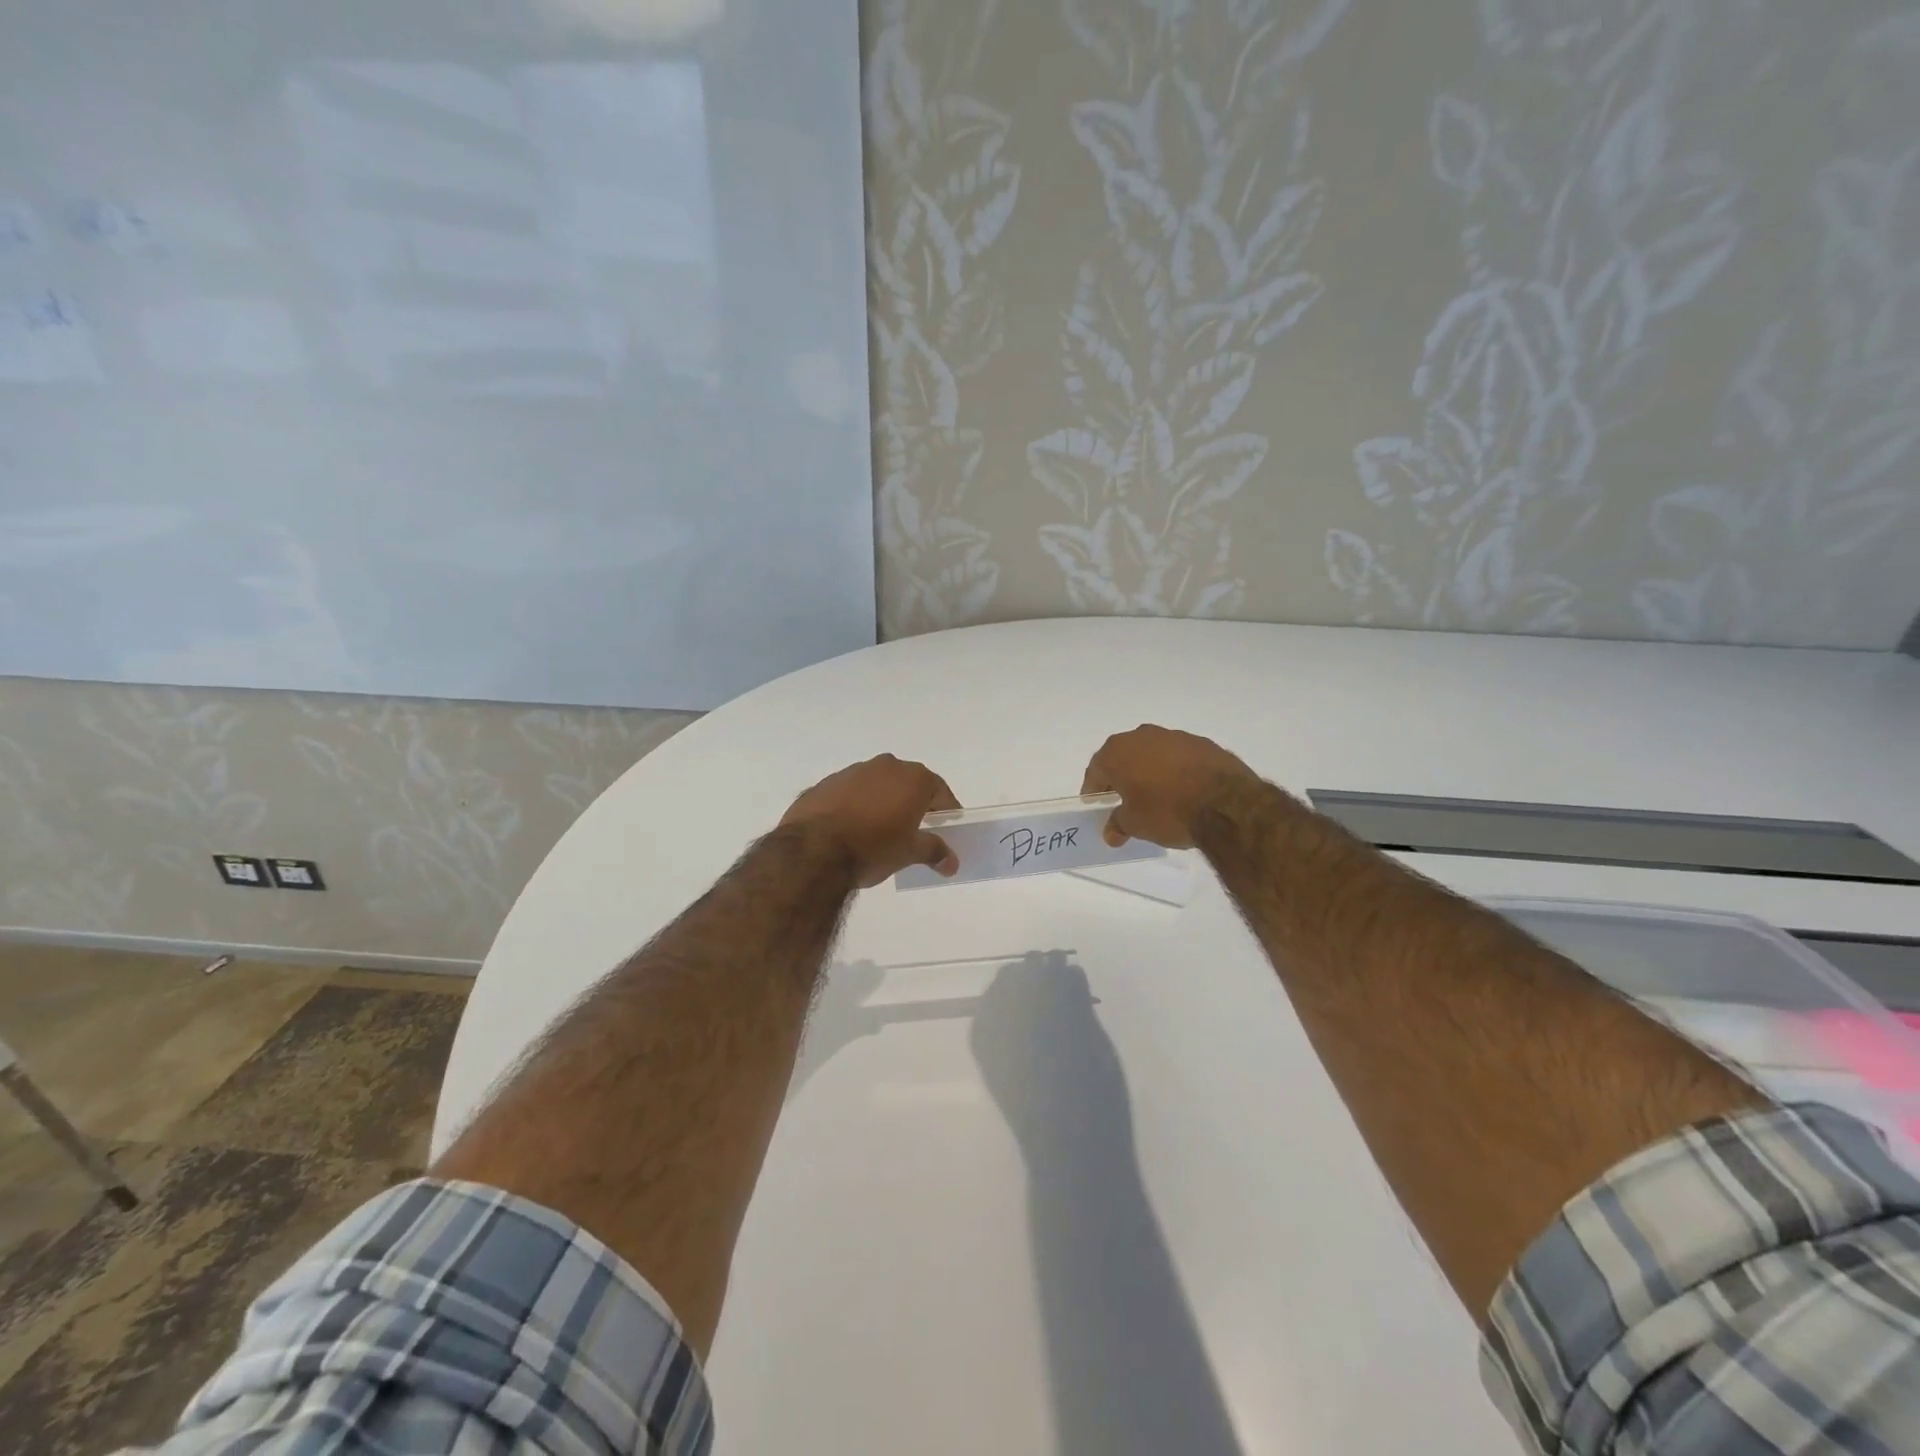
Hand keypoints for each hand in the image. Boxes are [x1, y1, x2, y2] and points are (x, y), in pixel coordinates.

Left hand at [780, 754, 961, 886]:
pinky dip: (855, 806)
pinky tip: (850, 829)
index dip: (946, 810)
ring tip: (878, 831)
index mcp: (913, 778)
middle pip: (908, 783)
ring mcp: (852, 771)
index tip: (946, 827)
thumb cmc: (873, 848)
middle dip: (913, 804)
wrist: (813, 850)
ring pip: (877, 785)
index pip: (940, 791)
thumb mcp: (909, 853)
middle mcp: (885, 766)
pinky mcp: (825, 783)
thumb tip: (951, 862)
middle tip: (913, 830)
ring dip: (882, 802)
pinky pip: (850, 793)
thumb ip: (934, 851)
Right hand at [1080, 725, 1255, 848]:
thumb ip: (1118, 824)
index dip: (1094, 790)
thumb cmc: (1167, 811)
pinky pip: (1178, 757)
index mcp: (1117, 752)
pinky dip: (1175, 770)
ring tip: (1157, 797)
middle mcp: (1142, 736)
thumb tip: (1111, 832)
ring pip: (1152, 754)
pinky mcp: (1202, 743)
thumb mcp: (1136, 825)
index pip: (1096, 770)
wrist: (1226, 804)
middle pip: (1123, 757)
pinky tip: (1183, 790)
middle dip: (1121, 777)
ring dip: (1149, 771)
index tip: (1096, 806)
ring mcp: (1174, 736)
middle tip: (1124, 801)